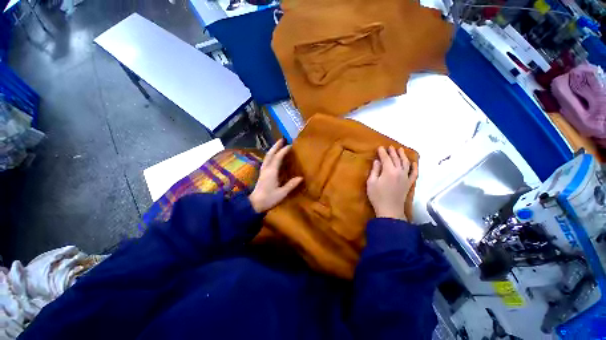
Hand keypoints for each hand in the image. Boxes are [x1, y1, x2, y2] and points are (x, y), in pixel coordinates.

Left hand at [249, 140, 302, 212]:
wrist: (254, 204)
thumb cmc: (269, 199)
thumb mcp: (282, 193)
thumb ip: (291, 185)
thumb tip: (301, 178)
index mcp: (272, 172)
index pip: (278, 157)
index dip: (284, 150)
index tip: (290, 145)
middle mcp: (266, 168)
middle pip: (270, 154)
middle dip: (276, 146)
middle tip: (282, 139)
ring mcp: (263, 170)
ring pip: (267, 156)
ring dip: (273, 149)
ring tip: (278, 145)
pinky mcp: (262, 174)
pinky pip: (266, 160)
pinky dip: (271, 155)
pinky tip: (273, 156)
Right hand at [366, 146, 417, 220]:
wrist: (389, 210)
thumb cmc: (377, 196)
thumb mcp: (371, 182)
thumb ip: (375, 170)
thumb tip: (377, 161)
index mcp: (389, 171)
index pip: (386, 158)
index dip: (382, 152)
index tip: (380, 147)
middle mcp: (399, 172)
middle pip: (396, 159)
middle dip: (392, 152)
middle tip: (389, 146)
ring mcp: (406, 178)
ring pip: (406, 163)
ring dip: (403, 156)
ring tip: (400, 150)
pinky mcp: (409, 183)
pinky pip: (414, 173)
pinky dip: (415, 167)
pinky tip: (414, 163)